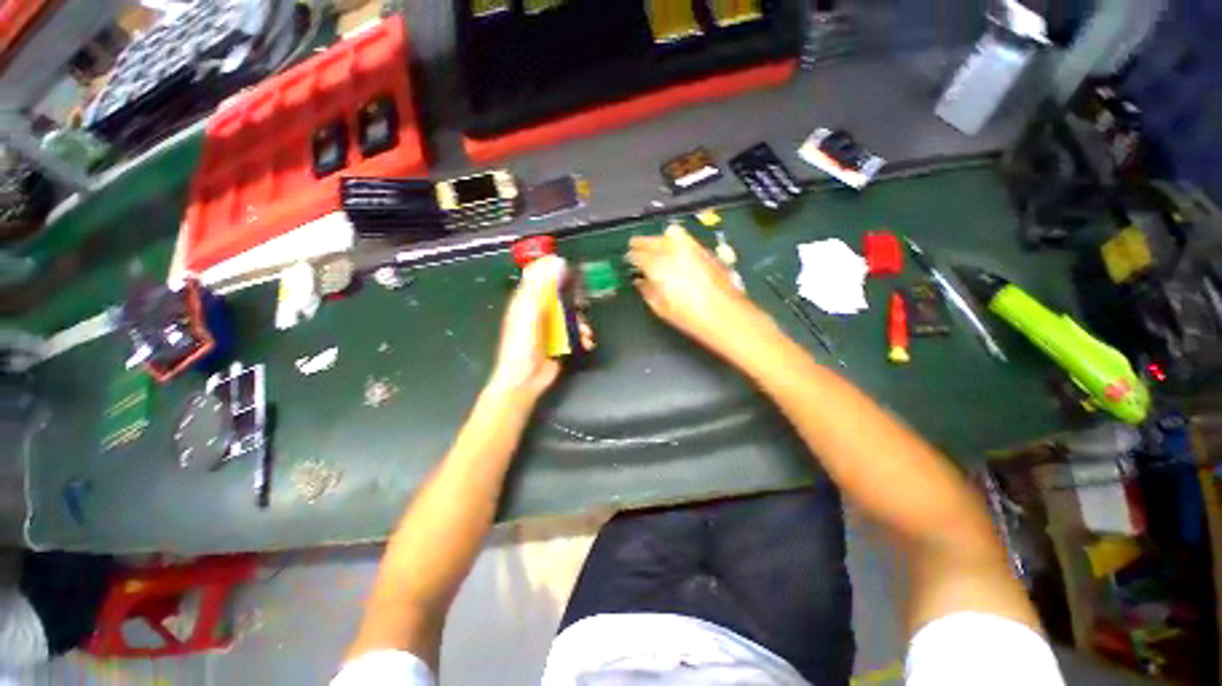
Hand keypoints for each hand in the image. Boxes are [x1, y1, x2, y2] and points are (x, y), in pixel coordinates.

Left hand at [486, 255, 576, 400]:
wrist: (525, 380)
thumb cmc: (522, 345)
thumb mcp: (529, 313)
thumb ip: (541, 289)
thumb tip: (557, 262)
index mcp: (526, 301)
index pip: (538, 276)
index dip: (553, 269)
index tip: (570, 268)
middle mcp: (539, 311)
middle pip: (560, 295)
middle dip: (574, 300)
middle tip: (583, 304)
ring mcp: (551, 327)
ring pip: (571, 314)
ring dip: (582, 322)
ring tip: (586, 332)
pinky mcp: (560, 341)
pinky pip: (575, 331)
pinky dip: (583, 335)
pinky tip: (587, 342)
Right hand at [628, 224, 762, 355]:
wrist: (726, 315)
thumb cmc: (690, 317)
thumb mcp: (661, 308)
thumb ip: (647, 291)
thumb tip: (639, 281)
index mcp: (659, 266)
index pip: (639, 255)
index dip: (631, 257)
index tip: (628, 260)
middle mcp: (674, 252)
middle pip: (653, 241)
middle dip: (642, 243)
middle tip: (635, 248)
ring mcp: (691, 248)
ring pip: (669, 235)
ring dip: (658, 239)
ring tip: (654, 246)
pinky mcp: (705, 250)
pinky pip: (685, 238)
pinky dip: (676, 240)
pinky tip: (674, 248)